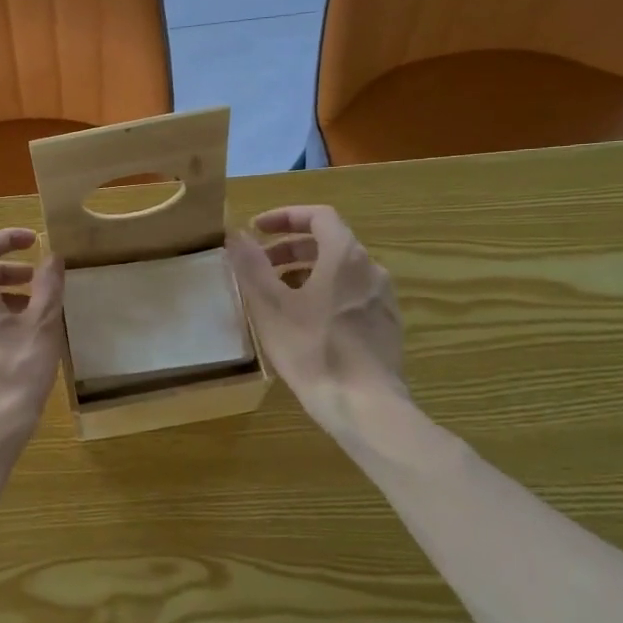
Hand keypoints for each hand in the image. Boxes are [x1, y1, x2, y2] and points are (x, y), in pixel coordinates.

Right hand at [227, 206, 406, 433]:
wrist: (365, 406)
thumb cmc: (313, 350)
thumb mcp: (271, 307)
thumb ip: (252, 266)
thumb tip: (235, 234)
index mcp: (345, 256)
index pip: (319, 216)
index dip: (285, 217)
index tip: (256, 230)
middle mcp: (371, 269)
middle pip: (330, 242)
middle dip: (290, 248)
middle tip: (260, 265)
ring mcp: (383, 298)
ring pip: (341, 271)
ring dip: (306, 272)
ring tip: (277, 296)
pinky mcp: (387, 325)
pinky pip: (352, 295)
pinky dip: (325, 293)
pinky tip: (306, 323)